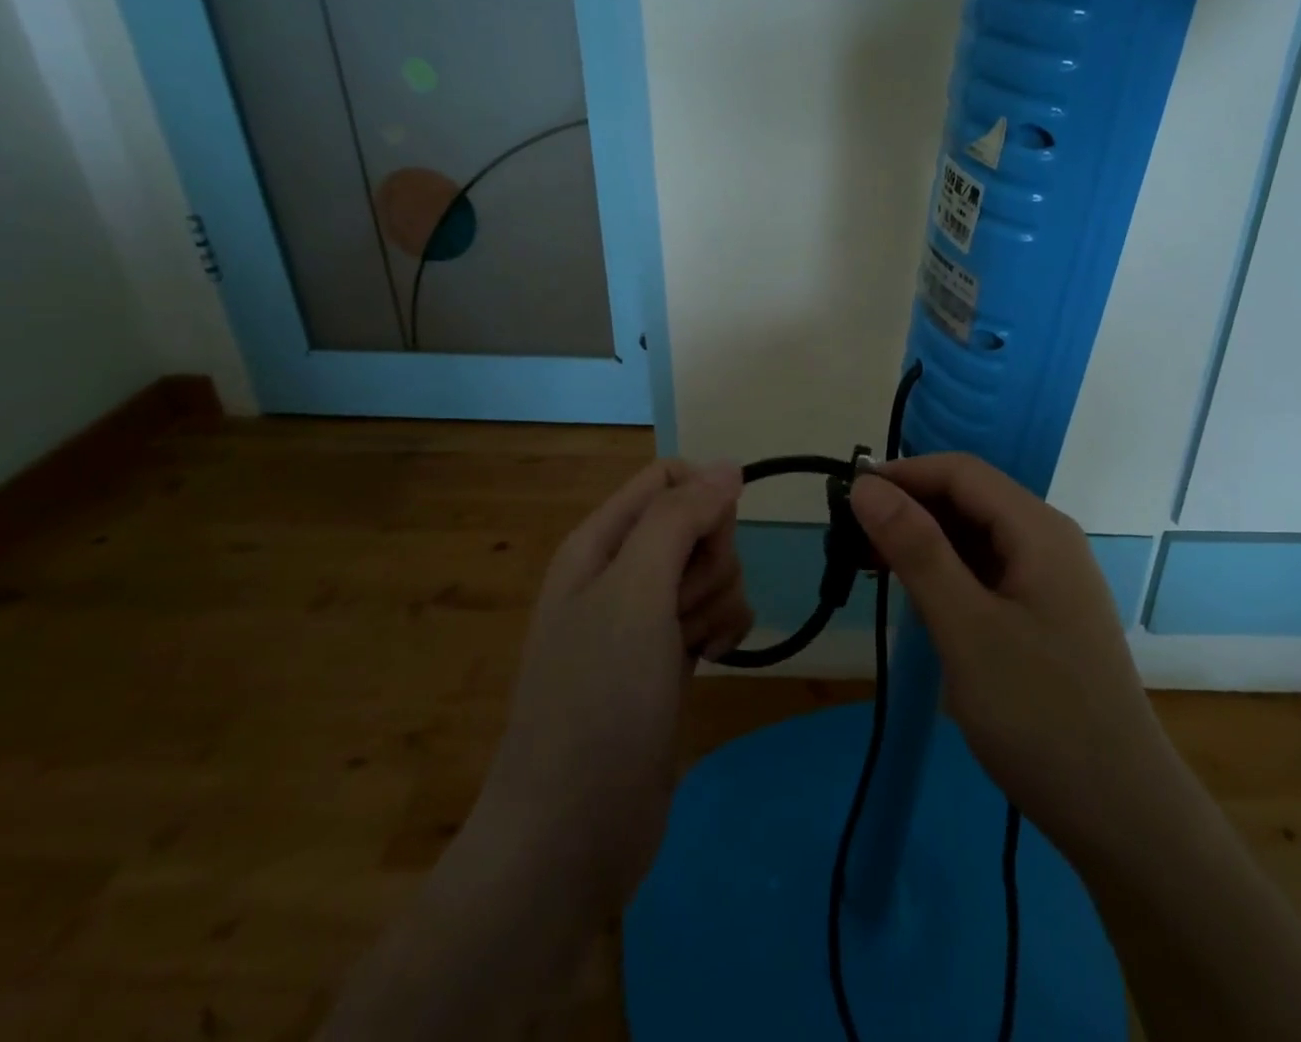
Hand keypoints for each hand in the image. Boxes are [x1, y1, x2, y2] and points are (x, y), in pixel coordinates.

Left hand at [472, 459, 751, 919]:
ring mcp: (645, 619)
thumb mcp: (634, 592)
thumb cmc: (597, 700)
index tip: (712, 542)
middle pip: (698, 524)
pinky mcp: (669, 659)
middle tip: (682, 610)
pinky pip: (716, 615)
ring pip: (713, 572)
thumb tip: (727, 466)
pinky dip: (722, 632)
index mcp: (599, 542)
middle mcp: (621, 572)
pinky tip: (709, 663)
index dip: (702, 499)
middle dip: (710, 562)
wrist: (573, 834)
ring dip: (717, 603)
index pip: (667, 478)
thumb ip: (679, 519)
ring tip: (690, 648)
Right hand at [849, 454, 1161, 866]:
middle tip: (851, 542)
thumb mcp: (966, 628)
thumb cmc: (1039, 714)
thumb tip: (866, 485)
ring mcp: (1049, 579)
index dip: (902, 475)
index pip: (960, 472)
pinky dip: (946, 573)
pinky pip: (986, 571)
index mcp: (1038, 529)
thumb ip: (916, 549)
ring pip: (975, 536)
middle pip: (969, 499)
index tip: (847, 499)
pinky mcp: (1043, 613)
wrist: (1121, 814)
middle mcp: (1048, 540)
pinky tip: (917, 597)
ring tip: (873, 568)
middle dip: (909, 509)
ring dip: (924, 542)